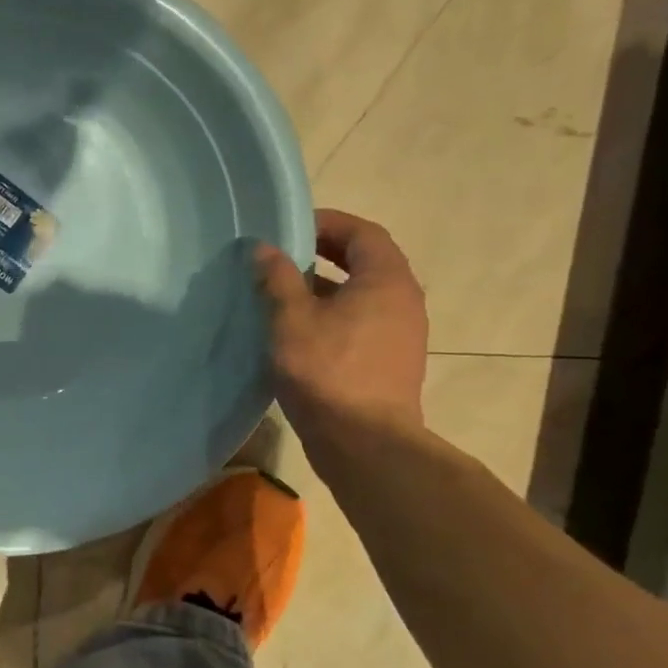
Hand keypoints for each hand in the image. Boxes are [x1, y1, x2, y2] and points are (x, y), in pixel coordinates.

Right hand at [256, 209, 427, 442]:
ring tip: (281, 293)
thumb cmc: (328, 372)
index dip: (326, 223)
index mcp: (386, 280)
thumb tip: (264, 248)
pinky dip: (332, 315)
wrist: (365, 444)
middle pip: (364, 261)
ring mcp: (401, 334)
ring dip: (324, 287)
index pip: (361, 233)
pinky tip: (297, 332)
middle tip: (282, 256)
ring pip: (361, 294)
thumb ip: (278, 279)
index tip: (289, 227)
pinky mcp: (390, 361)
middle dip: (323, 253)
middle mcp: (402, 300)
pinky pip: (361, 322)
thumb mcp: (291, 320)